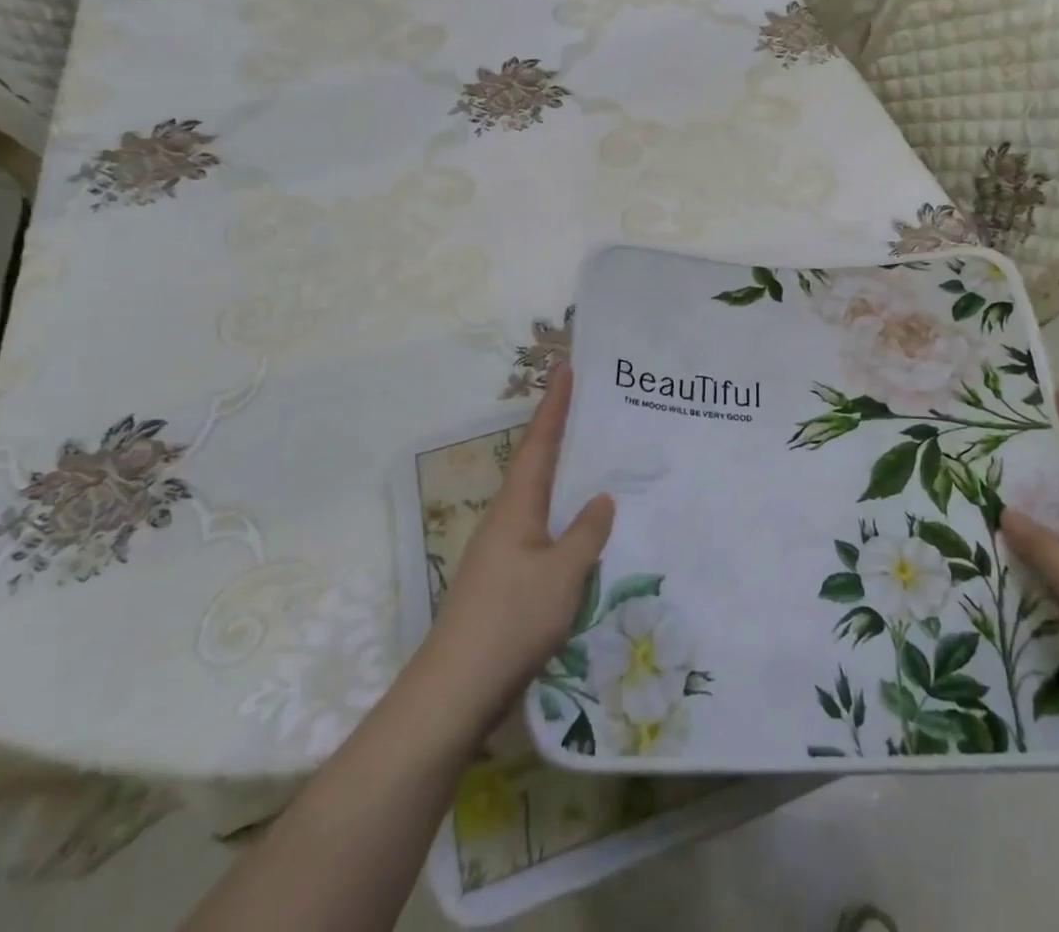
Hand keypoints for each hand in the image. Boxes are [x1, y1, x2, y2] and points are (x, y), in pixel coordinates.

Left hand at [416, 364, 614, 734]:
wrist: (456, 691)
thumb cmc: (511, 620)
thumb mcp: (562, 573)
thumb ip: (586, 533)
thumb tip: (602, 498)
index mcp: (517, 506)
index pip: (540, 442)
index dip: (555, 404)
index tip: (566, 367)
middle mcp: (507, 519)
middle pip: (537, 463)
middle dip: (561, 431)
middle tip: (591, 405)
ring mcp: (504, 550)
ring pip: (541, 497)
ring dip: (564, 473)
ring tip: (598, 458)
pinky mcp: (508, 579)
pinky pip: (543, 530)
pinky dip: (565, 515)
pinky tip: (585, 529)